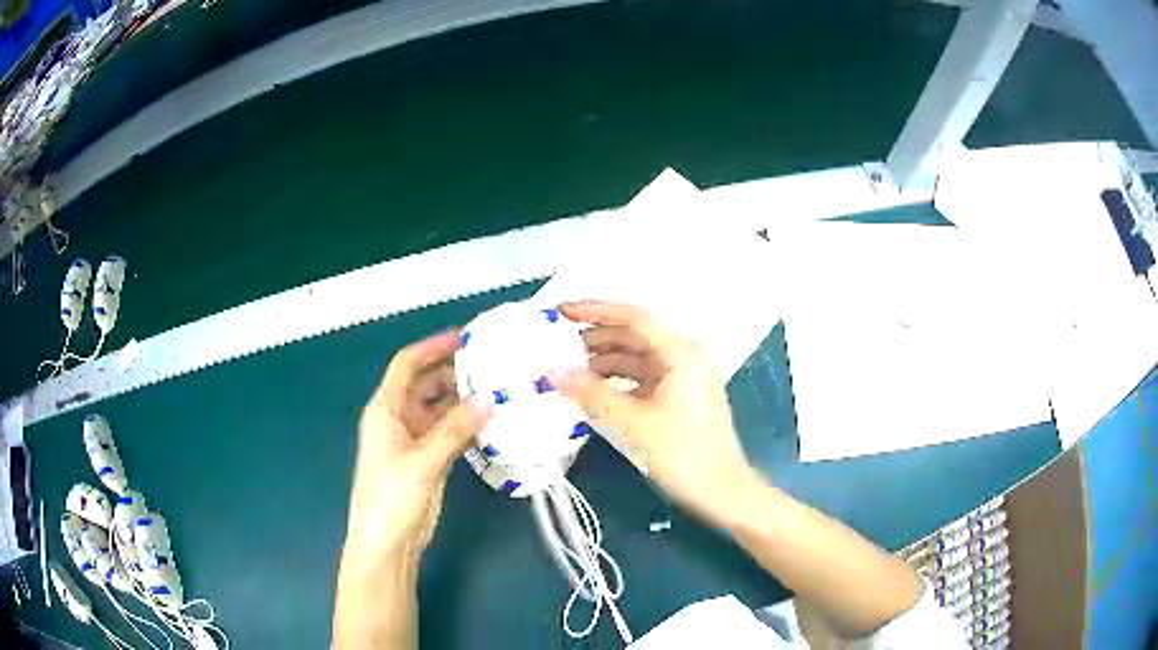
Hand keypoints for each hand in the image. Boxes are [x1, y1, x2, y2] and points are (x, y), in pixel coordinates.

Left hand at [341, 332, 493, 567]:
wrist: (387, 542)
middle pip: (427, 383)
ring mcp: (415, 439)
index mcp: (386, 409)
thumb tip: (489, 398)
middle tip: (494, 364)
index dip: (432, 347)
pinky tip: (493, 422)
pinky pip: (451, 431)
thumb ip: (455, 430)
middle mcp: (399, 418)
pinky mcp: (430, 458)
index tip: (466, 338)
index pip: (407, 365)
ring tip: (500, 389)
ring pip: (442, 408)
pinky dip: (468, 425)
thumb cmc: (391, 496)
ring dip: (465, 399)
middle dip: (455, 371)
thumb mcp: (423, 461)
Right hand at [550, 301, 757, 527]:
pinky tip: (593, 391)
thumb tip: (552, 372)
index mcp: (681, 353)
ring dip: (604, 361)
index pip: (634, 318)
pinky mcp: (680, 396)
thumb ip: (590, 394)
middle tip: (557, 346)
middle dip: (595, 338)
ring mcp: (684, 377)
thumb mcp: (631, 424)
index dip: (595, 311)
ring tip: (568, 370)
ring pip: (637, 358)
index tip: (561, 313)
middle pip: (635, 335)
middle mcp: (685, 357)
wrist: (721, 491)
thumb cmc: (681, 455)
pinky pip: (643, 378)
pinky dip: (618, 380)